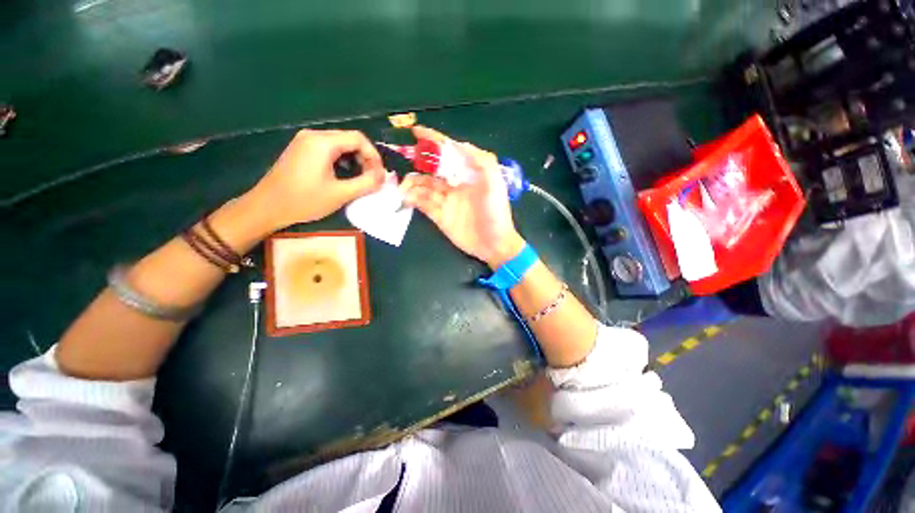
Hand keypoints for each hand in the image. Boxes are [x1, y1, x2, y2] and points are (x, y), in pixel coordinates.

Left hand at [248, 129, 385, 229]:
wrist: (267, 207)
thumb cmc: (305, 200)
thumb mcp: (341, 193)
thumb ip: (366, 183)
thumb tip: (383, 176)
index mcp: (323, 142)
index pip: (358, 138)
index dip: (374, 156)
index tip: (380, 174)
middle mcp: (313, 135)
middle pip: (349, 139)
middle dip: (365, 158)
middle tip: (372, 178)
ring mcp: (305, 141)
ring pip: (340, 143)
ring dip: (355, 159)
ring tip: (361, 178)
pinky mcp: (301, 149)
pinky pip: (328, 148)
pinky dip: (342, 159)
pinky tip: (344, 174)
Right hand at [400, 126, 524, 267]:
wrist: (493, 243)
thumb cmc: (496, 212)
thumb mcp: (494, 182)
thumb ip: (480, 160)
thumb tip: (457, 144)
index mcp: (469, 174)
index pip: (449, 153)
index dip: (434, 140)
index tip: (416, 132)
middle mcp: (456, 185)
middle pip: (433, 169)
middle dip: (418, 162)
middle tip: (403, 159)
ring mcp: (447, 201)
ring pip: (425, 186)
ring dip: (413, 182)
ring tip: (403, 184)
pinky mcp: (440, 216)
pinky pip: (424, 204)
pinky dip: (414, 199)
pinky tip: (407, 196)